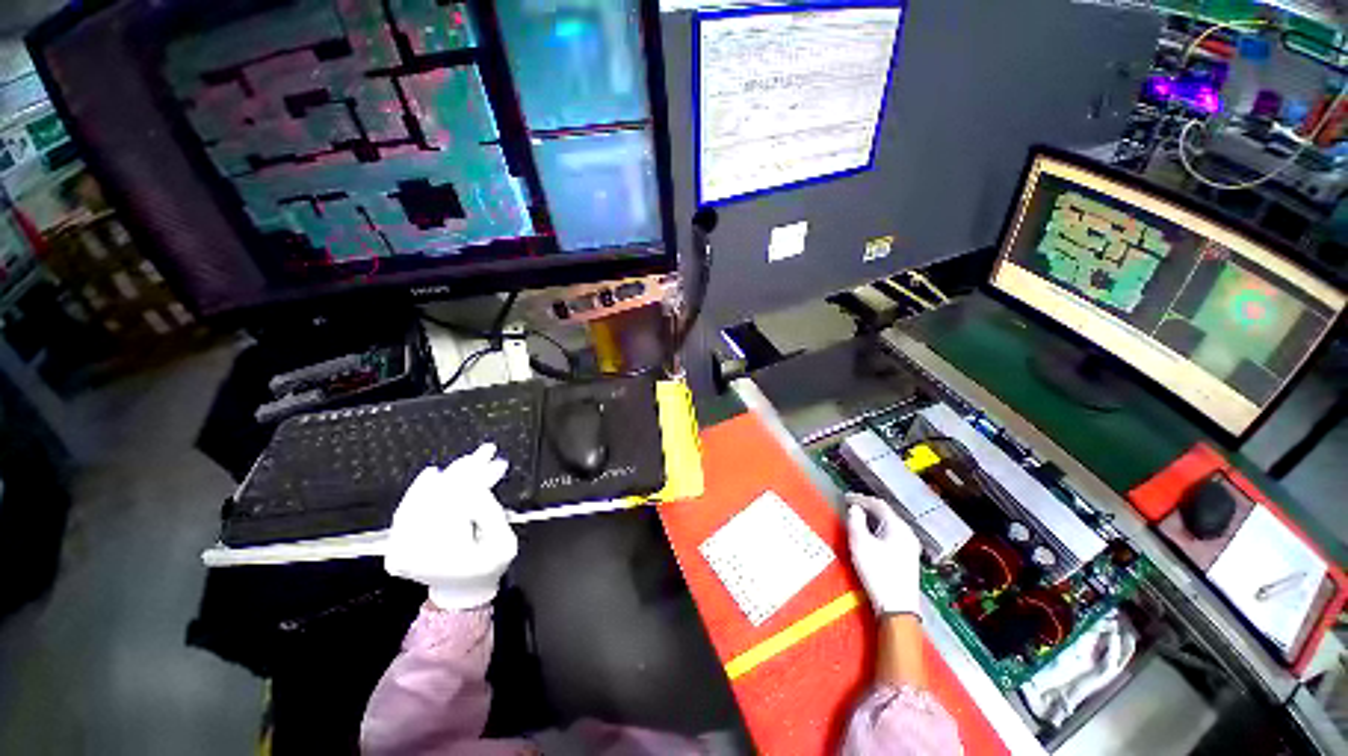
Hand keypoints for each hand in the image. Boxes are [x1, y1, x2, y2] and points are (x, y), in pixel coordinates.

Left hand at [384, 444, 517, 609]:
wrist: (461, 592)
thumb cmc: (488, 568)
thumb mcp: (503, 543)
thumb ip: (490, 514)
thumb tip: (476, 486)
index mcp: (442, 554)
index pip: (458, 503)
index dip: (478, 479)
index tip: (495, 462)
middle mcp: (413, 549)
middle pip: (440, 496)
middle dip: (466, 471)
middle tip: (487, 452)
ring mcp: (400, 545)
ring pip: (425, 497)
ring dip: (450, 475)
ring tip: (471, 458)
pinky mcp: (397, 539)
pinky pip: (408, 508)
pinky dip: (421, 488)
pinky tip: (434, 473)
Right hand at [846, 492, 921, 616]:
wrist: (897, 607)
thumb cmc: (877, 572)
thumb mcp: (860, 544)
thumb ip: (855, 521)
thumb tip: (855, 509)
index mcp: (898, 527)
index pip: (878, 504)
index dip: (860, 498)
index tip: (845, 498)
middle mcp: (907, 533)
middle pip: (886, 513)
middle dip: (867, 507)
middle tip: (850, 506)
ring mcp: (910, 546)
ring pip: (889, 524)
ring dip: (873, 519)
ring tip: (857, 518)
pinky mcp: (908, 557)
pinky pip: (892, 534)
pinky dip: (879, 529)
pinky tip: (871, 535)